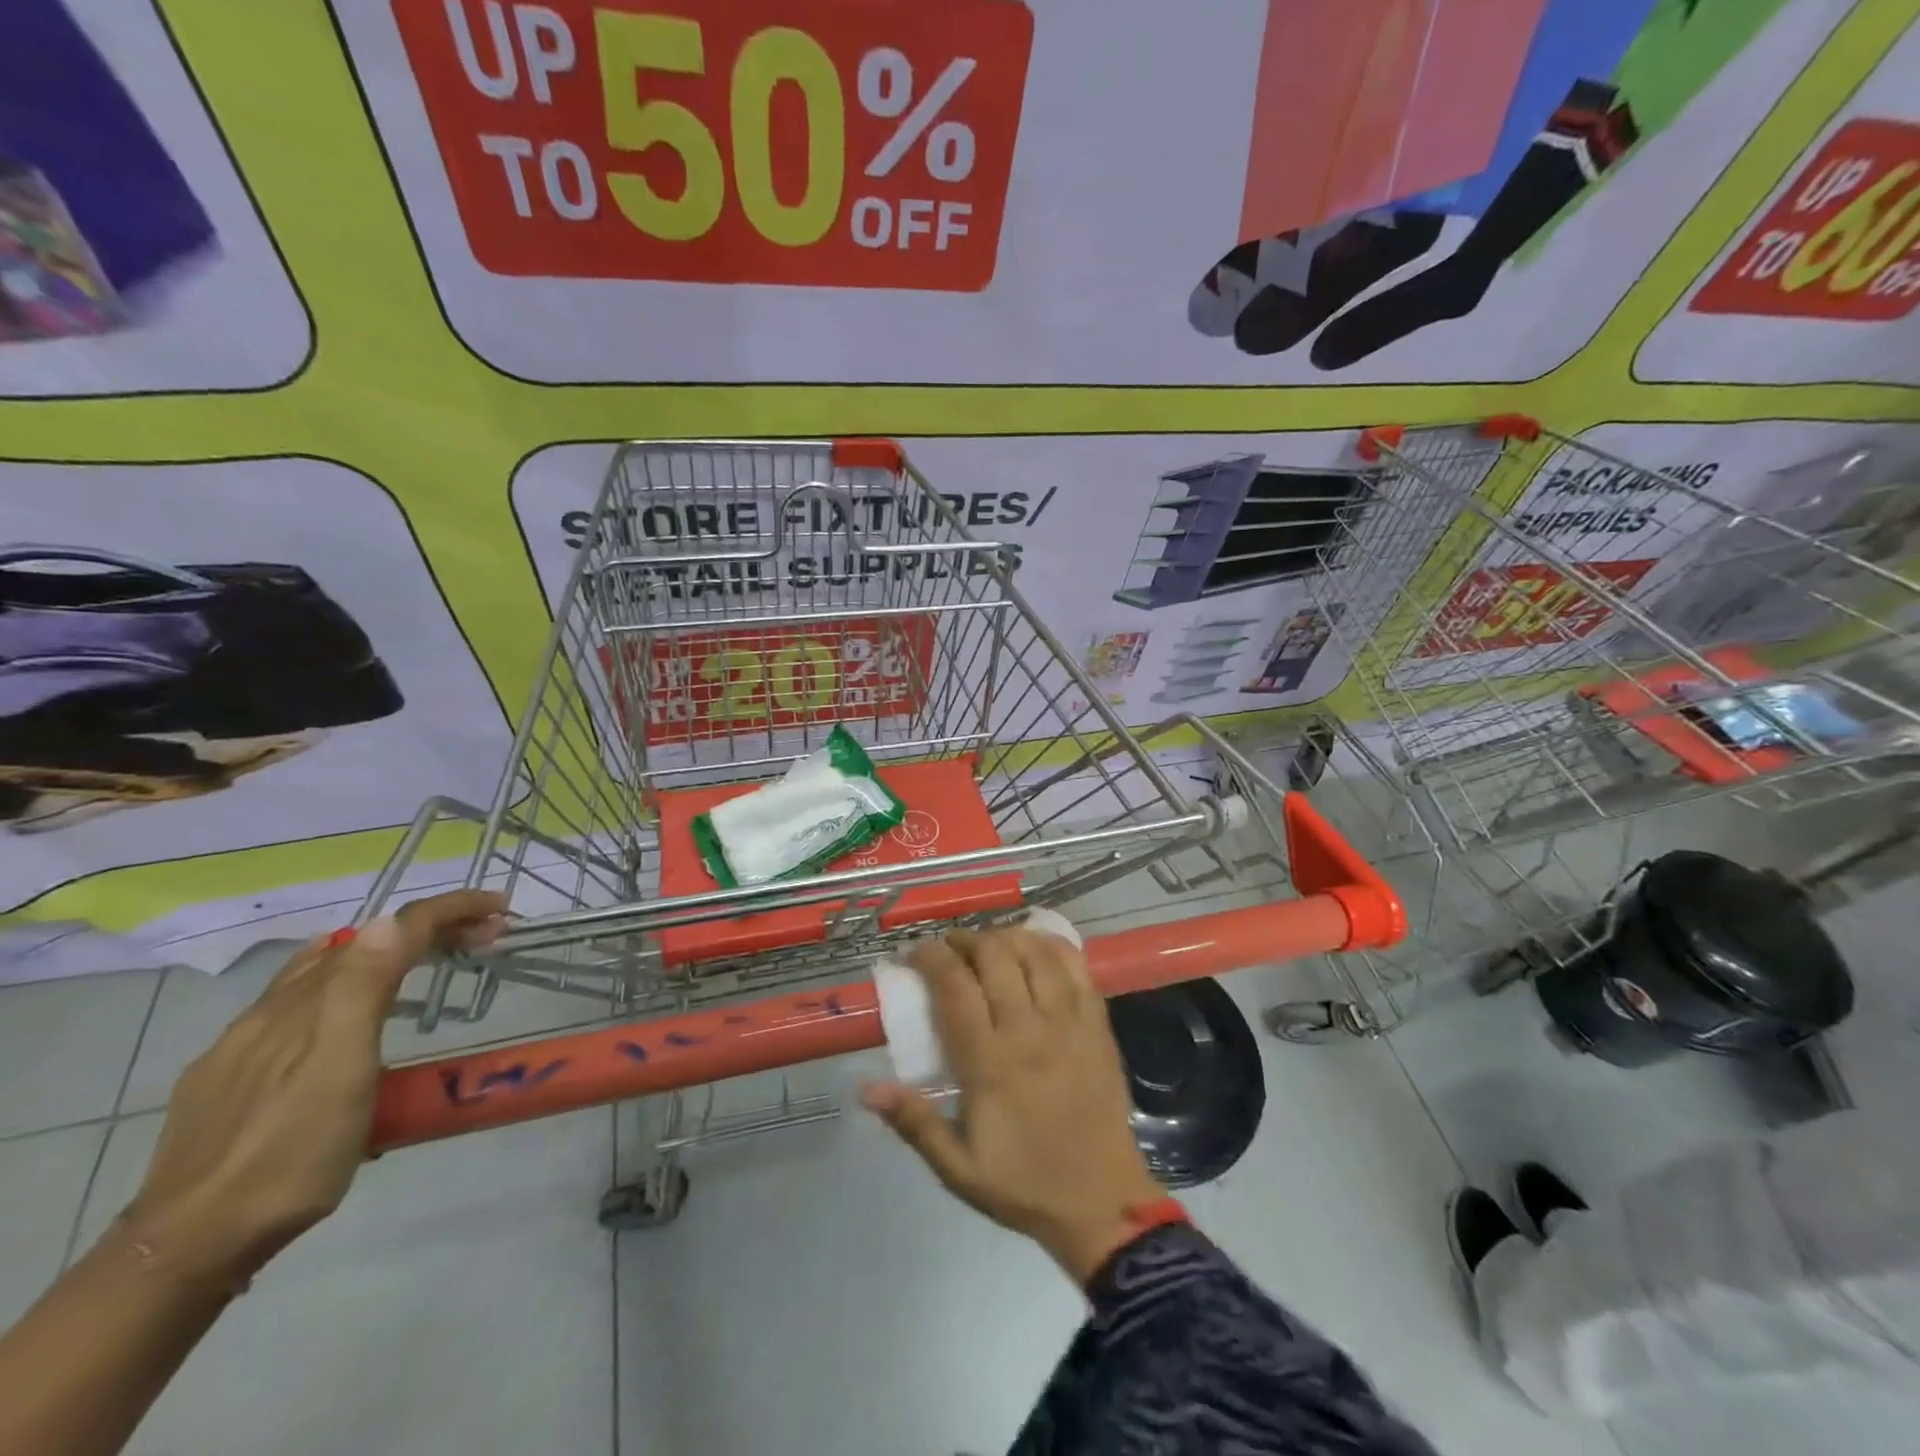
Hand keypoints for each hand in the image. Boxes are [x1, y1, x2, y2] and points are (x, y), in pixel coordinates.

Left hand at [122, 890, 507, 1284]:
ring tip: (424, 968)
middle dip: (427, 928)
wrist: (189, 1247)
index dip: (449, 910)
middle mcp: (272, 1010)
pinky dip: (341, 990)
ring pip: (320, 973)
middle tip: (482, 937)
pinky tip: (345, 1025)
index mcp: (308, 1003)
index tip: (501, 908)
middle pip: (358, 944)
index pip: (388, 931)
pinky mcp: (224, 1080)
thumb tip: (392, 920)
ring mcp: (242, 1046)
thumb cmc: (289, 1154)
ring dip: (383, 954)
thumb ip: (361, 990)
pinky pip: (295, 1008)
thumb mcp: (340, 1070)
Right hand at [862, 928, 1162, 1283]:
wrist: (1102, 1203)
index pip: (955, 987)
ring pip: (1035, 952)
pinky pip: (1077, 967)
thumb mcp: (957, 1167)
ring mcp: (1068, 1022)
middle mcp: (1029, 1030)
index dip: (932, 958)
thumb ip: (912, 1121)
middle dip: (965, 939)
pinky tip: (1037, 946)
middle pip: (995, 956)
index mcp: (989, 1063)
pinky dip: (1053, 945)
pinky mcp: (1098, 1024)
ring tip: (989, 945)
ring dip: (1006, 936)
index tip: (916, 953)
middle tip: (950, 949)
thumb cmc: (1023, 1184)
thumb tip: (864, 1086)